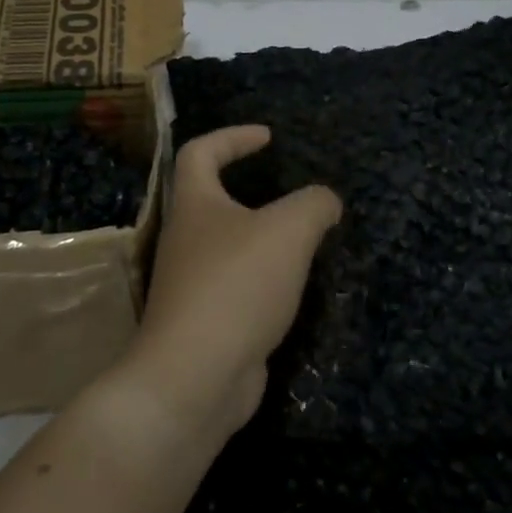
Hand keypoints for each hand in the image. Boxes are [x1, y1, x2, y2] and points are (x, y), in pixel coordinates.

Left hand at [120, 126, 341, 440]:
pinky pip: (237, 285)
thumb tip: (325, 201)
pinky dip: (264, 279)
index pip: (201, 151)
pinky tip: (293, 287)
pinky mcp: (207, 320)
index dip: (233, 136)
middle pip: (212, 198)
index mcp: (194, 204)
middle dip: (250, 189)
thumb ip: (314, 205)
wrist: (196, 376)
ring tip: (304, 239)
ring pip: (228, 245)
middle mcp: (186, 238)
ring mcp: (192, 282)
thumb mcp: (288, 232)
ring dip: (262, 238)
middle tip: (292, 193)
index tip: (268, 138)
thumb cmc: (236, 285)